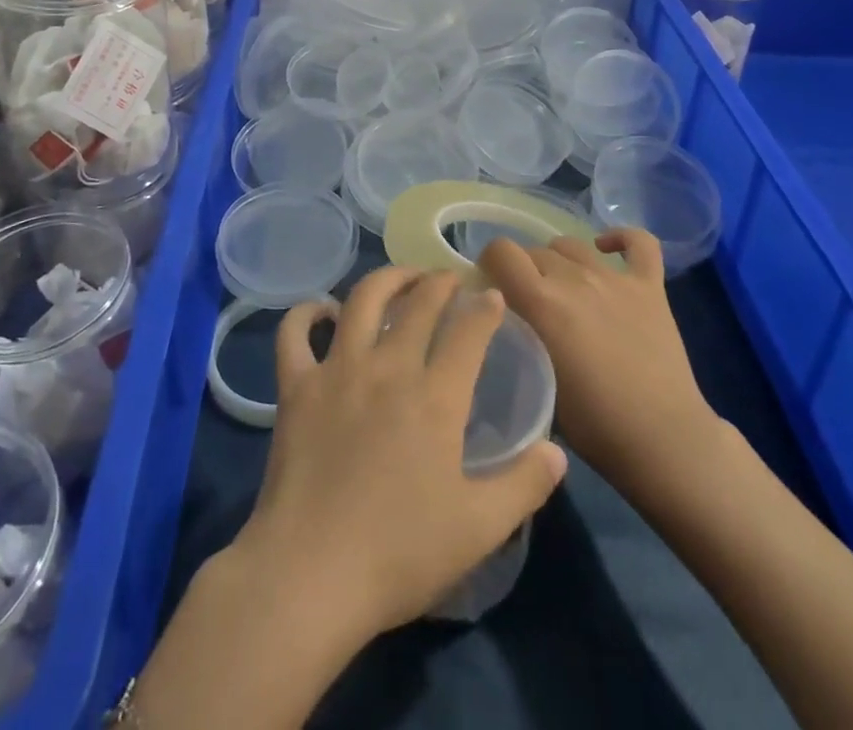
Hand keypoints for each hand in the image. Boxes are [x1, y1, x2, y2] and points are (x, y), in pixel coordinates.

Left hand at [221, 266, 567, 646]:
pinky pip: (295, 333)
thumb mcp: (479, 530)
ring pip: (361, 299)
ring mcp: (337, 370)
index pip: (469, 332)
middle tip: (449, 279)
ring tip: (401, 278)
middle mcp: (388, 367)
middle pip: (418, 303)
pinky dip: (306, 313)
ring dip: (386, 279)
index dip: (485, 308)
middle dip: (439, 282)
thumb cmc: (399, 554)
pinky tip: (322, 310)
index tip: (493, 296)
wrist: (310, 574)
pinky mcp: (296, 386)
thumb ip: (524, 486)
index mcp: (435, 398)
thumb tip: (557, 451)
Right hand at [481, 229, 723, 505]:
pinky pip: (639, 243)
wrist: (664, 441)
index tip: (492, 285)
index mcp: (542, 302)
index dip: (490, 262)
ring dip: (560, 260)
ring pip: (572, 244)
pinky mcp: (650, 286)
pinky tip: (606, 249)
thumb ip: (519, 339)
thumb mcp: (536, 382)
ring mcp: (615, 279)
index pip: (501, 251)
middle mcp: (575, 279)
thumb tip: (508, 321)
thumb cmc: (594, 425)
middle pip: (535, 251)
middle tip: (529, 303)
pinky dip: (621, 239)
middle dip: (524, 270)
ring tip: (563, 287)